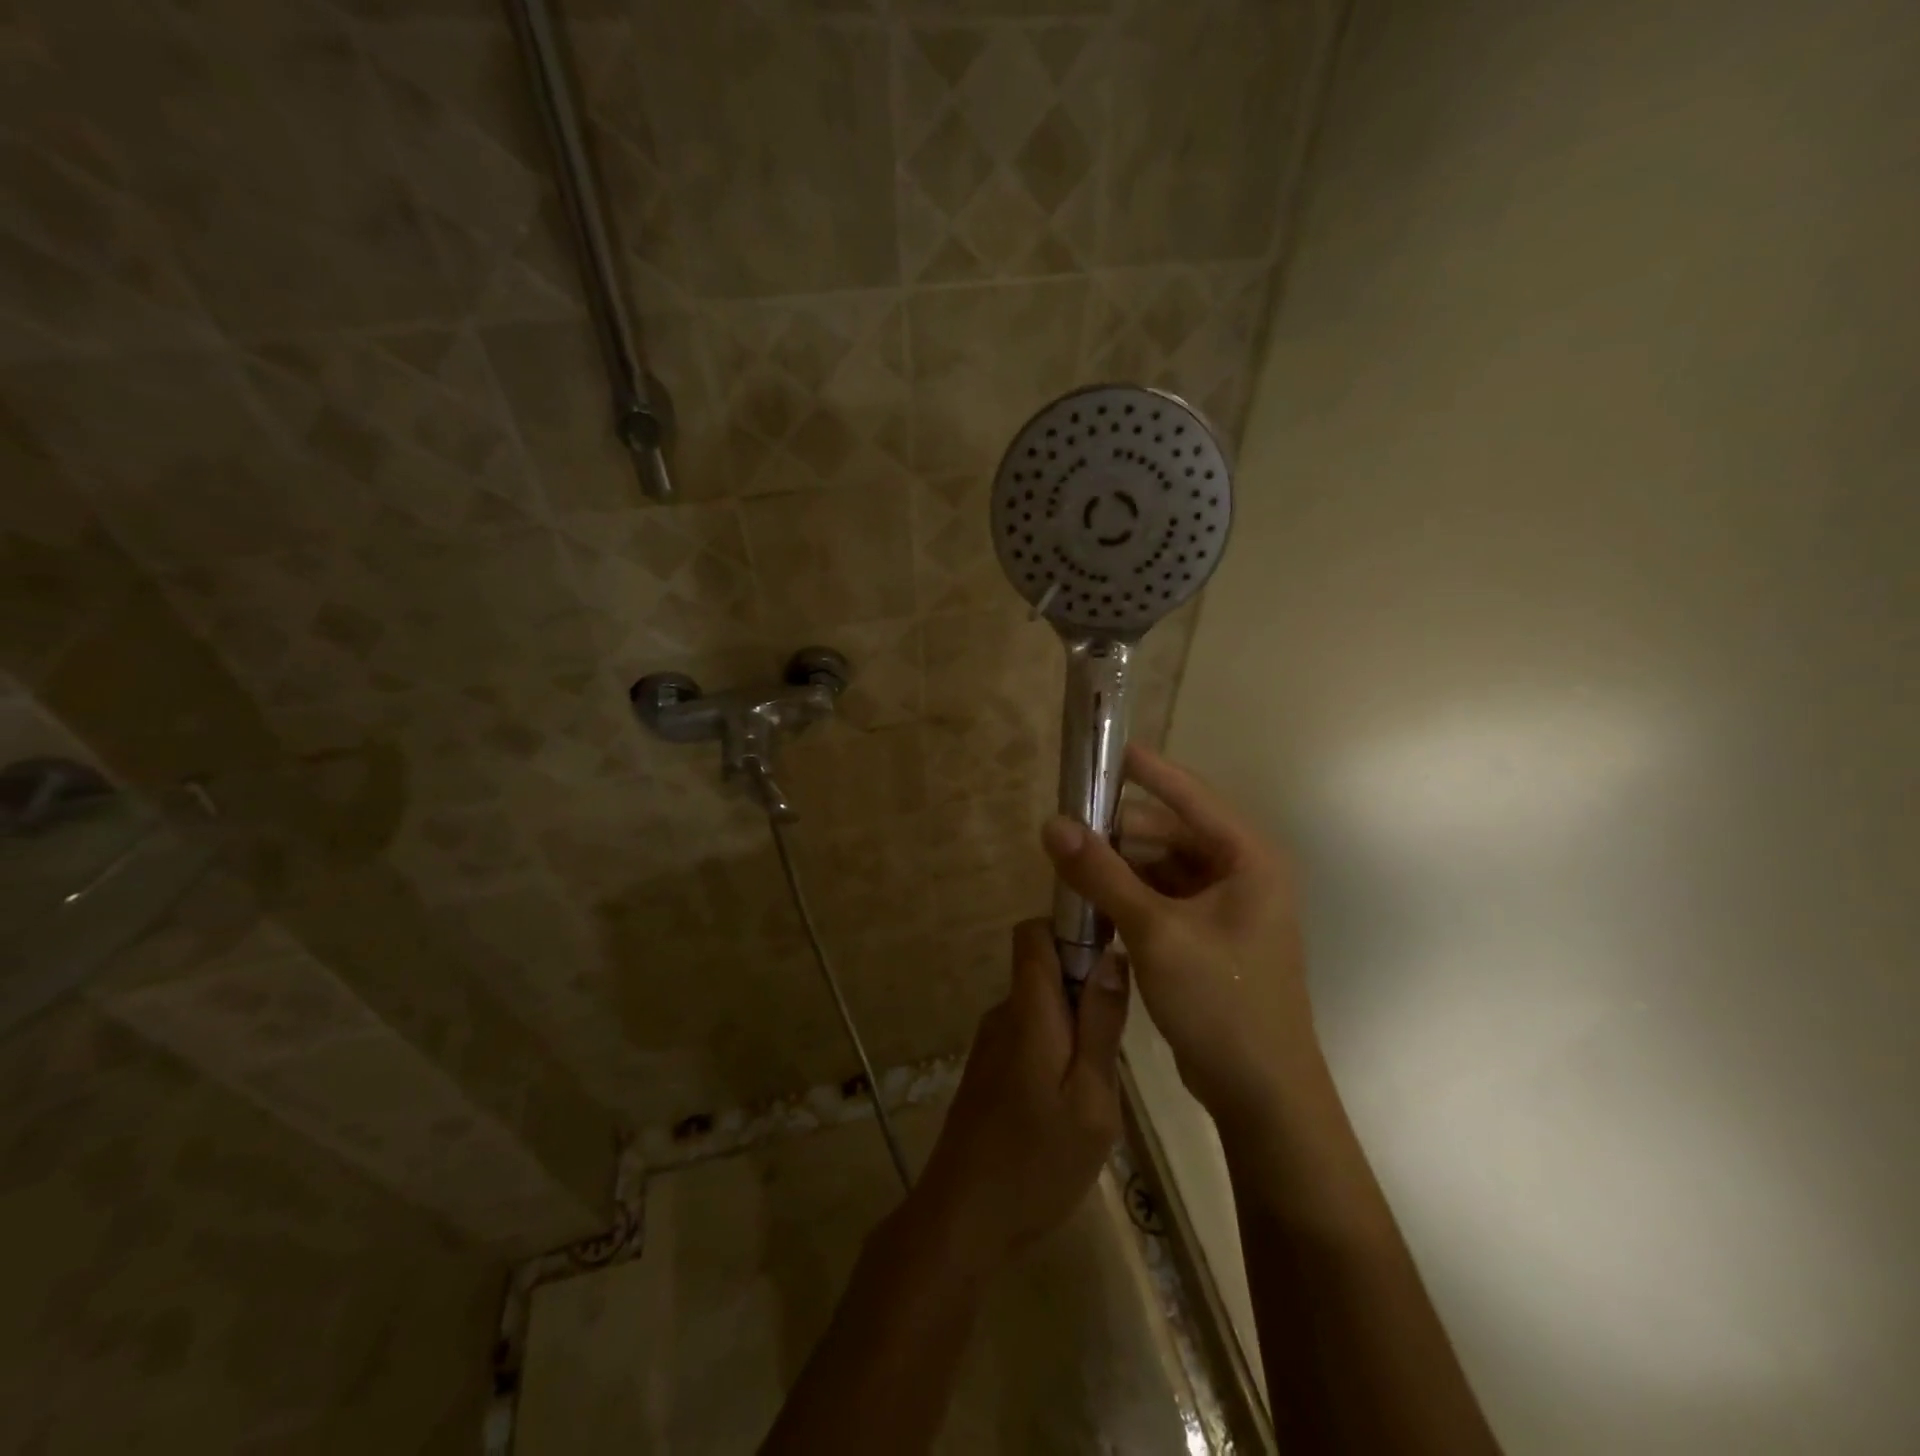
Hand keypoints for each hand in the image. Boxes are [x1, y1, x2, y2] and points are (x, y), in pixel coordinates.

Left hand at [907, 921, 1128, 1276]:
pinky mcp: (988, 1070)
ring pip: (1042, 1007)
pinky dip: (1057, 1051)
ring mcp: (991, 1043)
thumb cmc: (1037, 1161)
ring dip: (1074, 1027)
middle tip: (1118, 1042)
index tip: (1110, 953)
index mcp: (1028, 1011)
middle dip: (1085, 988)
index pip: (1034, 932)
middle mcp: (1003, 1014)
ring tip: (1100, 1083)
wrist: (963, 1219)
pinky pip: (1030, 1035)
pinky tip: (1072, 1104)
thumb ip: (1101, 1026)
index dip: (1070, 927)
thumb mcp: (1092, 1100)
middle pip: (1043, 968)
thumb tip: (1113, 956)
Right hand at [1040, 743, 1315, 1125]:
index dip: (1145, 769)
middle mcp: (1241, 872)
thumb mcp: (1155, 932)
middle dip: (1118, 831)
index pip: (1189, 794)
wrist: (1261, 1094)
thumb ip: (1101, 874)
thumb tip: (1051, 824)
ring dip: (1119, 866)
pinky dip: (1128, 895)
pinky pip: (1161, 897)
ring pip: (1161, 866)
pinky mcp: (1207, 935)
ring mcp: (1225, 906)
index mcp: (1248, 857)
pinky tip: (1091, 902)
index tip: (1101, 749)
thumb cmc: (1221, 1001)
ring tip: (1069, 867)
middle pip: (1169, 831)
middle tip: (1065, 831)